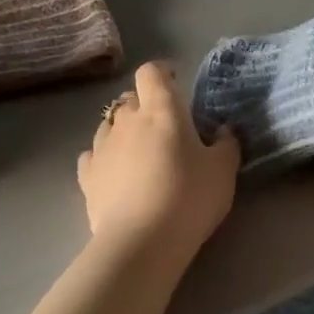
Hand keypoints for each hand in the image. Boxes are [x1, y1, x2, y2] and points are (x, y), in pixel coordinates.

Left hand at [79, 62, 239, 258]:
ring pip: (109, 125)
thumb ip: (226, 144)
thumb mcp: (223, 171)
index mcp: (162, 109)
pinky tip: (114, 173)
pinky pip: (93, 156)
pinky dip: (103, 158)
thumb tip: (223, 131)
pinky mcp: (87, 176)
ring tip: (139, 153)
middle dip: (145, 106)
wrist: (141, 241)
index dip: (162, 74)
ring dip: (123, 131)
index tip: (175, 84)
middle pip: (130, 99)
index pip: (152, 73)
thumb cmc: (189, 197)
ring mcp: (102, 147)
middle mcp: (127, 120)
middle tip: (165, 128)